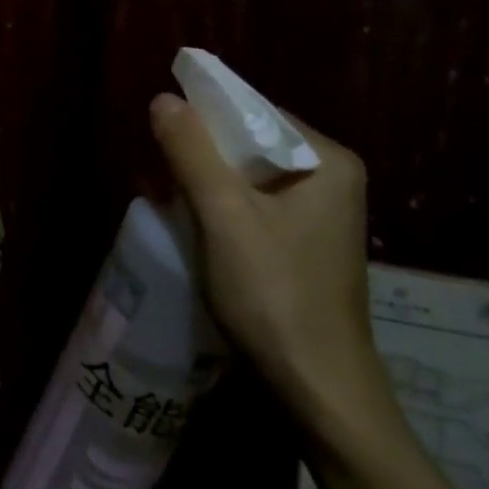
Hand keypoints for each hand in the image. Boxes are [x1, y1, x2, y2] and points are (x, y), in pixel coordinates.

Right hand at [149, 93, 388, 436]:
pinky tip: (191, 217)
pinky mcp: (304, 244)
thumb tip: (163, 98)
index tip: (161, 124)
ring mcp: (321, 214)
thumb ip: (192, 152)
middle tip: (156, 160)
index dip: (206, 112)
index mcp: (328, 160)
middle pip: (253, 142)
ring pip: (250, 175)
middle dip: (203, 149)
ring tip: (165, 186)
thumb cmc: (274, 294)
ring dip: (207, 178)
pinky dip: (221, 204)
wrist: (317, 390)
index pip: (257, 111)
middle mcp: (332, 179)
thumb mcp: (223, 216)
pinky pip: (255, 204)